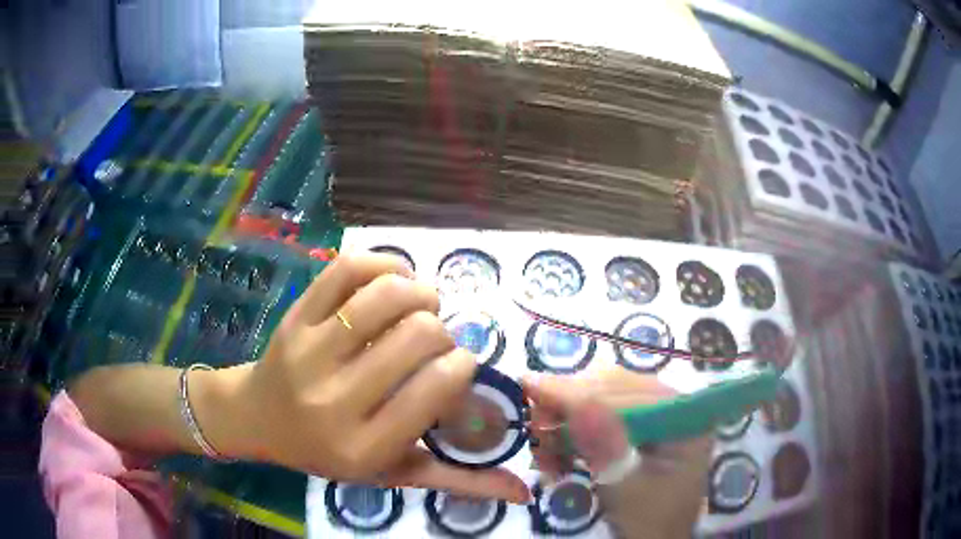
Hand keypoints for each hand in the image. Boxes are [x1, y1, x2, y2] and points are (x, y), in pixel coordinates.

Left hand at [214, 253, 528, 502]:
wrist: (258, 418)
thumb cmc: (327, 451)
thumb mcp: (390, 475)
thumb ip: (457, 481)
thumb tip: (524, 492)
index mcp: (364, 446)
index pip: (434, 388)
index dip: (461, 364)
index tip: (458, 363)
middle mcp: (335, 399)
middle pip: (417, 335)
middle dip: (441, 330)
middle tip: (433, 340)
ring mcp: (309, 350)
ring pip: (385, 296)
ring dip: (419, 292)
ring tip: (419, 305)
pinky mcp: (295, 316)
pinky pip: (346, 270)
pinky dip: (383, 265)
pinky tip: (392, 279)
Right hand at [523, 369, 711, 537]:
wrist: (655, 536)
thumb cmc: (648, 519)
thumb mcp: (626, 490)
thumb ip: (606, 449)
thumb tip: (579, 404)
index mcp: (684, 417)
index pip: (625, 393)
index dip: (575, 392)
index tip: (528, 388)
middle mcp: (672, 404)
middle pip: (611, 387)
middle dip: (566, 408)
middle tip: (533, 432)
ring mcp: (655, 411)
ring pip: (599, 396)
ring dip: (565, 420)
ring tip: (545, 454)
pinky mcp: (638, 423)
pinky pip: (598, 412)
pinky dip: (572, 431)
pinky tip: (557, 454)